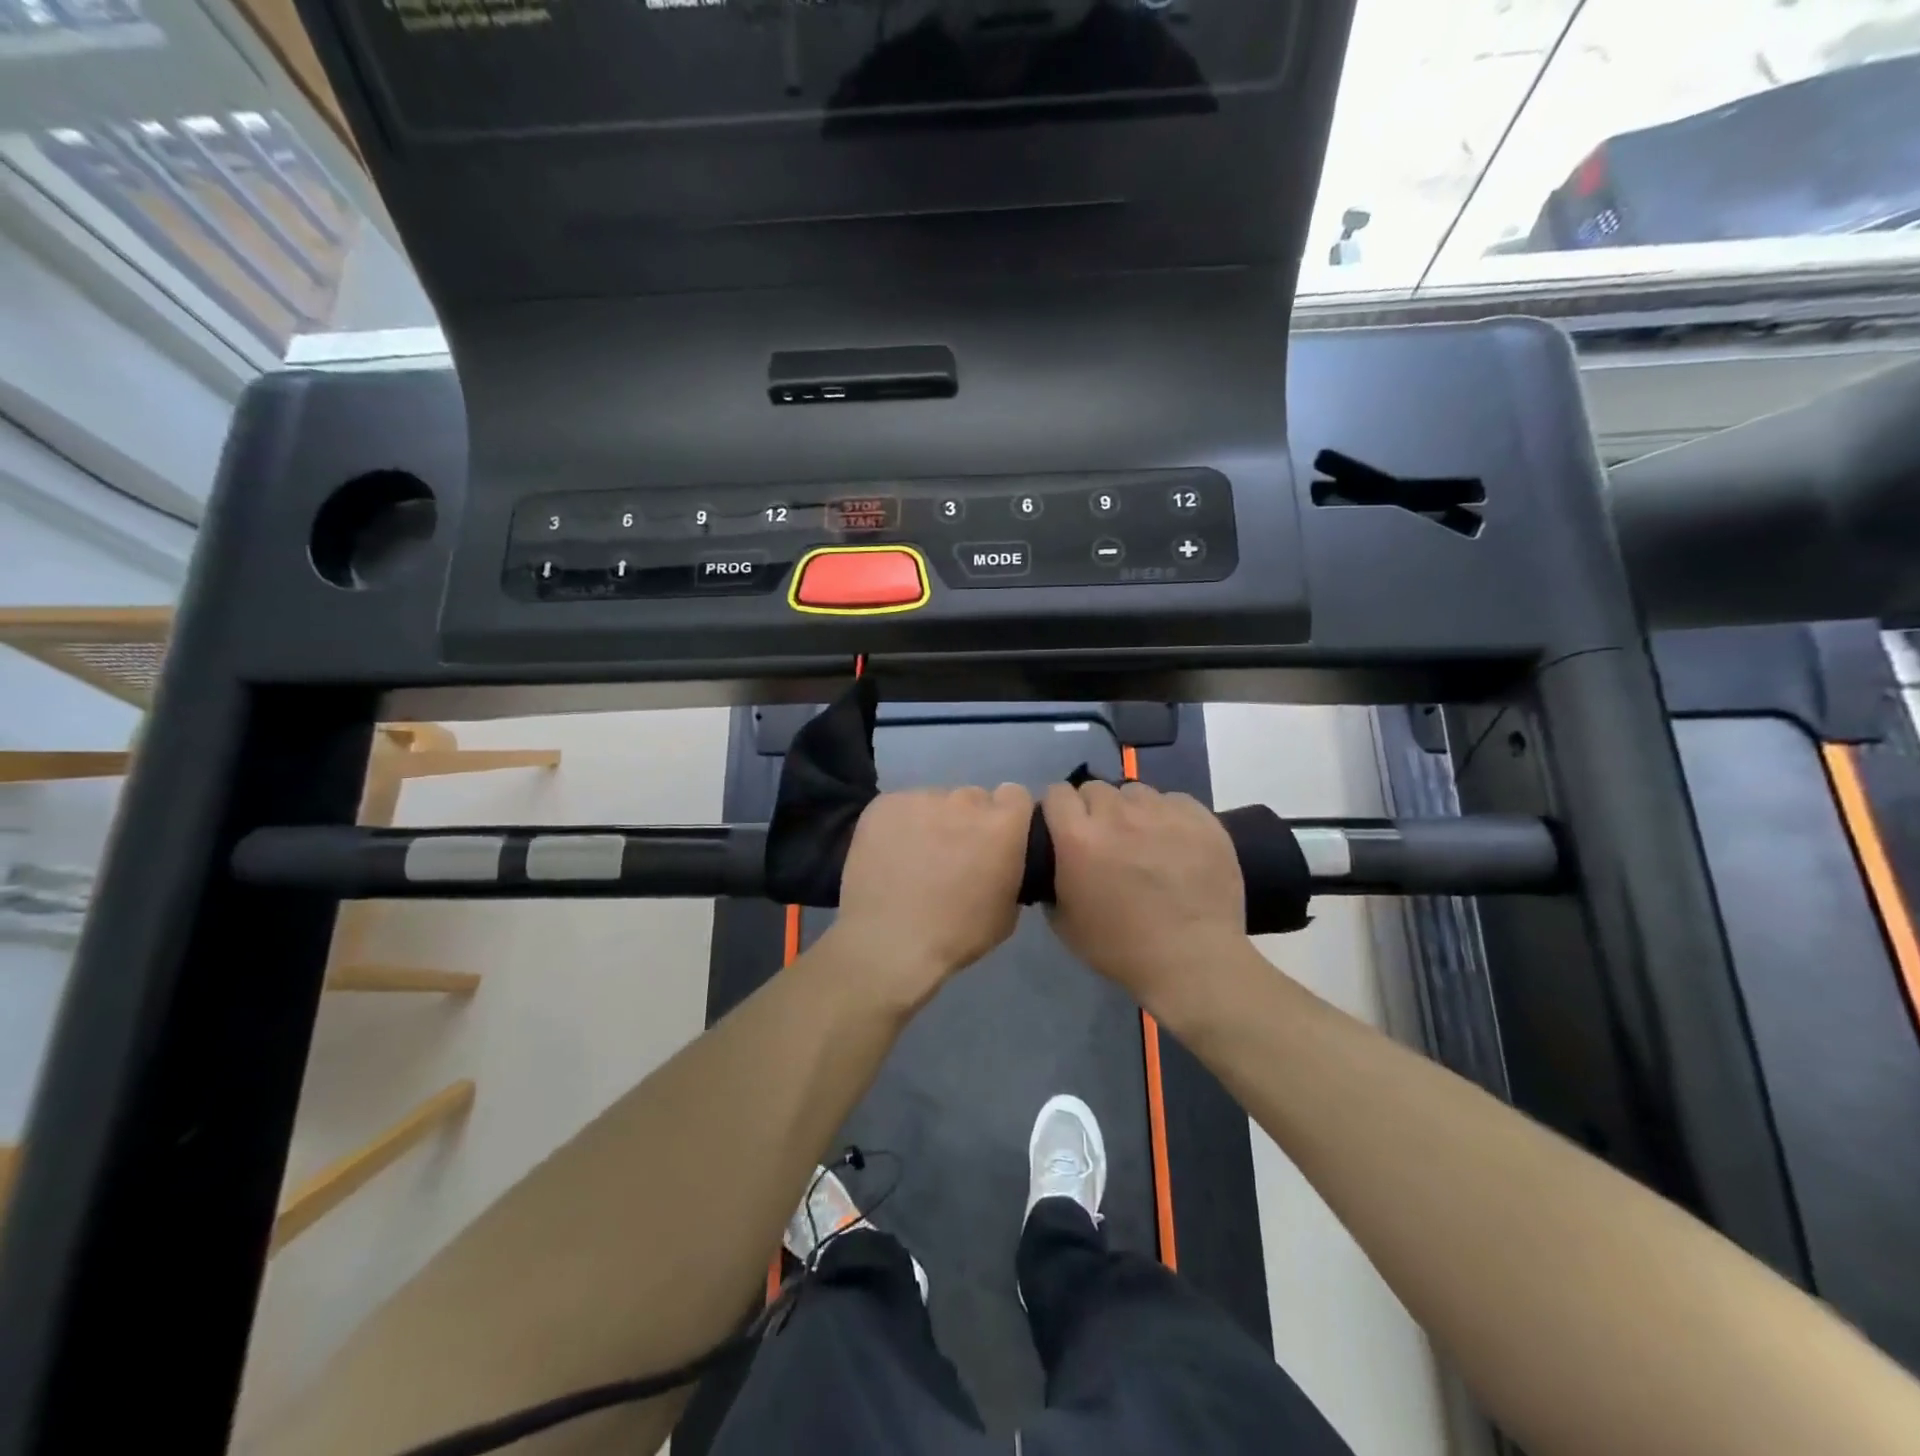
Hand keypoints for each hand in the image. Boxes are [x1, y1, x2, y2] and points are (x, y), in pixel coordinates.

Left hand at [826, 784, 1034, 1010]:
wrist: (889, 943)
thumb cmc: (957, 935)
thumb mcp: (1008, 911)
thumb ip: (1010, 869)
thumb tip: (1000, 860)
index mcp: (1001, 824)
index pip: (1015, 795)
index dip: (1006, 816)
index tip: (995, 840)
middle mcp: (964, 800)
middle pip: (972, 798)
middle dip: (968, 821)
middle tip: (952, 854)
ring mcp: (921, 798)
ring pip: (934, 802)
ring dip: (932, 822)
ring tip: (915, 858)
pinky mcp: (884, 804)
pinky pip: (900, 808)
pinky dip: (898, 826)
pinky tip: (889, 856)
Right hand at [1042, 780, 1245, 1019]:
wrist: (1193, 960)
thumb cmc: (1122, 948)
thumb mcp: (1064, 922)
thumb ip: (1051, 879)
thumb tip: (1054, 860)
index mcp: (1078, 838)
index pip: (1056, 793)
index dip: (1058, 809)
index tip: (1064, 827)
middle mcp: (1116, 815)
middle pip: (1094, 788)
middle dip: (1093, 809)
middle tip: (1105, 839)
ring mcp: (1161, 812)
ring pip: (1134, 791)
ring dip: (1130, 810)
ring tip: (1143, 838)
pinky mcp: (1198, 817)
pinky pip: (1173, 800)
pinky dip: (1168, 816)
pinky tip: (1175, 843)